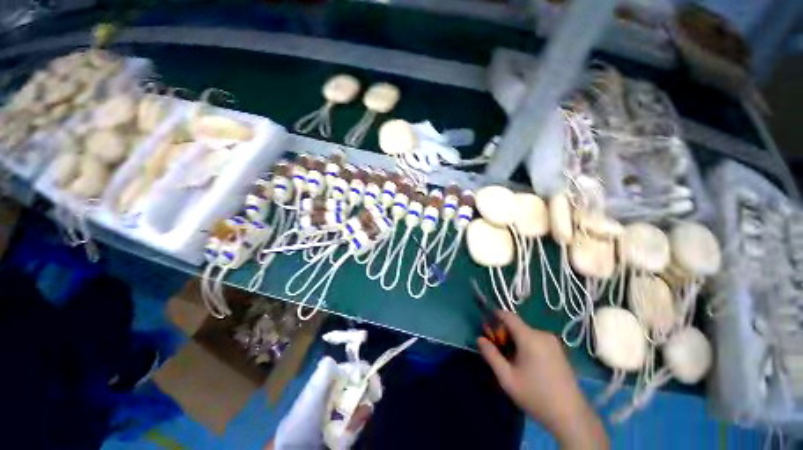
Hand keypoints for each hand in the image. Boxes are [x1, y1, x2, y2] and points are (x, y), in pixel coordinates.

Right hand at [478, 311, 607, 448]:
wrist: (571, 416)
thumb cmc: (535, 396)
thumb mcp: (507, 378)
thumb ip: (491, 355)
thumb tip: (479, 338)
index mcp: (529, 337)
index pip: (508, 316)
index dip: (495, 316)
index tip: (487, 327)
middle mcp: (542, 334)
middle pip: (517, 326)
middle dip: (504, 334)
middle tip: (498, 350)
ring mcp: (553, 342)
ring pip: (526, 333)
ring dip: (515, 341)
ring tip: (512, 361)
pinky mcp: (559, 350)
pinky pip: (536, 340)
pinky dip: (526, 345)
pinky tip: (527, 364)